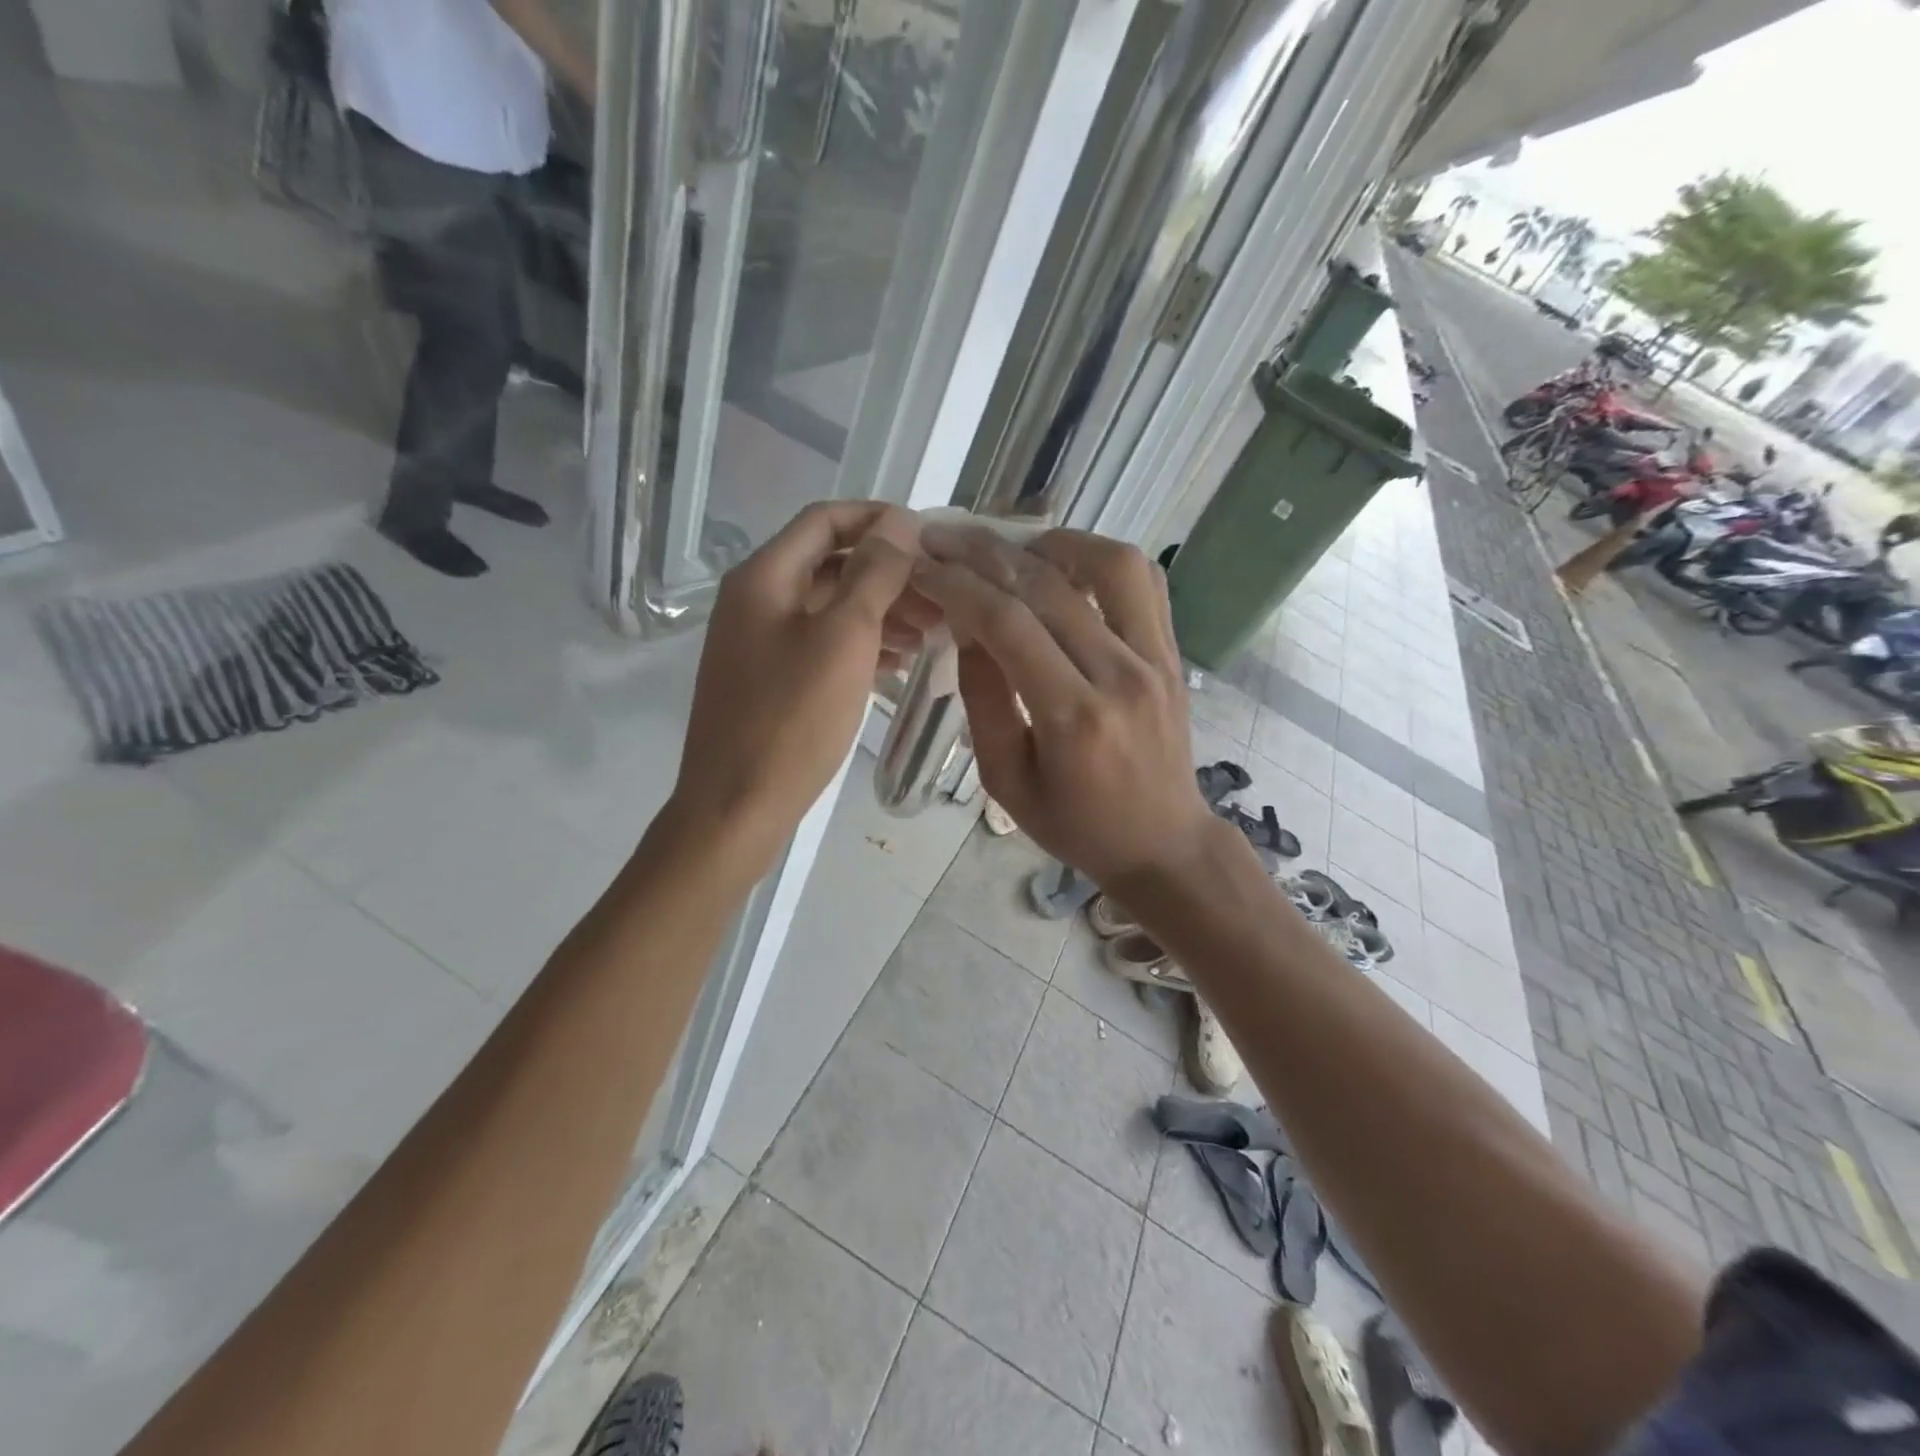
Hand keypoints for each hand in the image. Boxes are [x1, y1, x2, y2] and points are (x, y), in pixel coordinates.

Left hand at [671, 502, 921, 866]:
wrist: (736, 807)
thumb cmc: (792, 720)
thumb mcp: (844, 638)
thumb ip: (874, 574)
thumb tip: (900, 521)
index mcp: (764, 577)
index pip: (826, 520)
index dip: (879, 519)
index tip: (931, 537)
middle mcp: (756, 599)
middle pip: (830, 564)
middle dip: (889, 573)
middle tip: (943, 596)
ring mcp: (759, 641)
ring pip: (829, 607)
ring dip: (880, 610)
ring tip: (933, 631)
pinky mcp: (769, 679)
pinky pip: (821, 644)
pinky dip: (861, 644)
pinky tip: (898, 662)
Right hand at [910, 525, 1215, 889]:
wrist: (1162, 843)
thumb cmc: (1076, 825)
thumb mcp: (1006, 781)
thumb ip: (984, 699)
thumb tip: (966, 626)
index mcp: (1073, 718)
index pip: (1007, 624)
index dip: (957, 586)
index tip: (922, 566)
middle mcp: (1120, 675)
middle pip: (1047, 586)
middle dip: (984, 553)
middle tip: (944, 539)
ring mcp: (1156, 658)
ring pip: (1108, 565)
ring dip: (1050, 543)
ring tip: (1009, 547)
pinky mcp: (1173, 653)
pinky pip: (1144, 581)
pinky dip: (1100, 557)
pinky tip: (1065, 564)